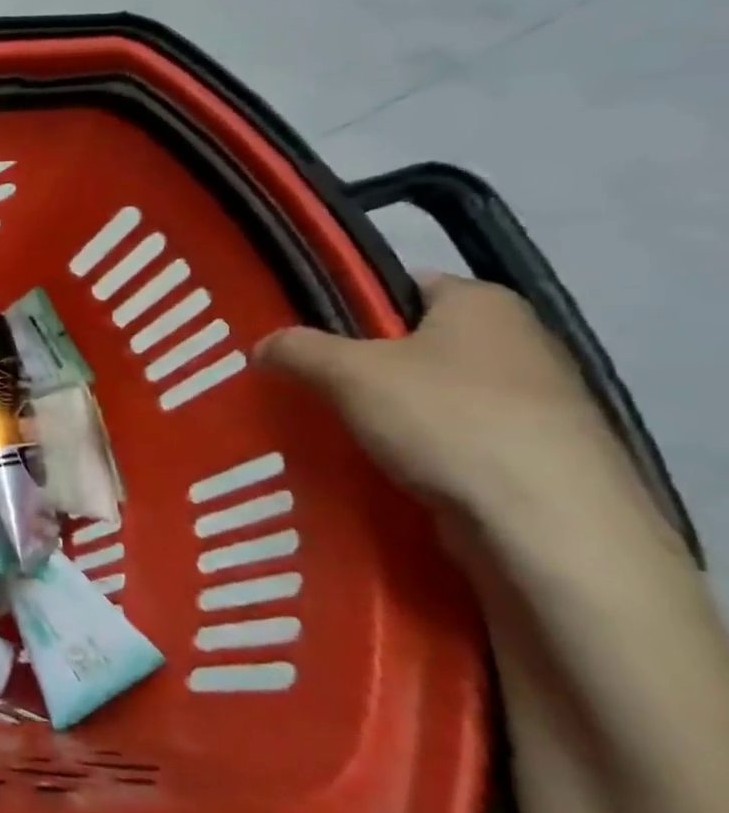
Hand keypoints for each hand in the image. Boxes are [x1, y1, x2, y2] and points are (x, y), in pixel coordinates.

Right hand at [256, 274, 648, 534]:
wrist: (549, 526)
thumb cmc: (447, 420)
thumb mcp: (347, 371)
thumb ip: (296, 348)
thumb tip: (263, 345)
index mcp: (483, 303)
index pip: (399, 286)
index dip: (347, 306)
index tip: (303, 337)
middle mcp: (518, 342)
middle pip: (412, 343)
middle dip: (359, 366)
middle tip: (305, 385)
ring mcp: (534, 404)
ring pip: (430, 396)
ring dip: (384, 413)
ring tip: (331, 429)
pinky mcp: (534, 457)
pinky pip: (453, 440)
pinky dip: (415, 451)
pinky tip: (377, 466)